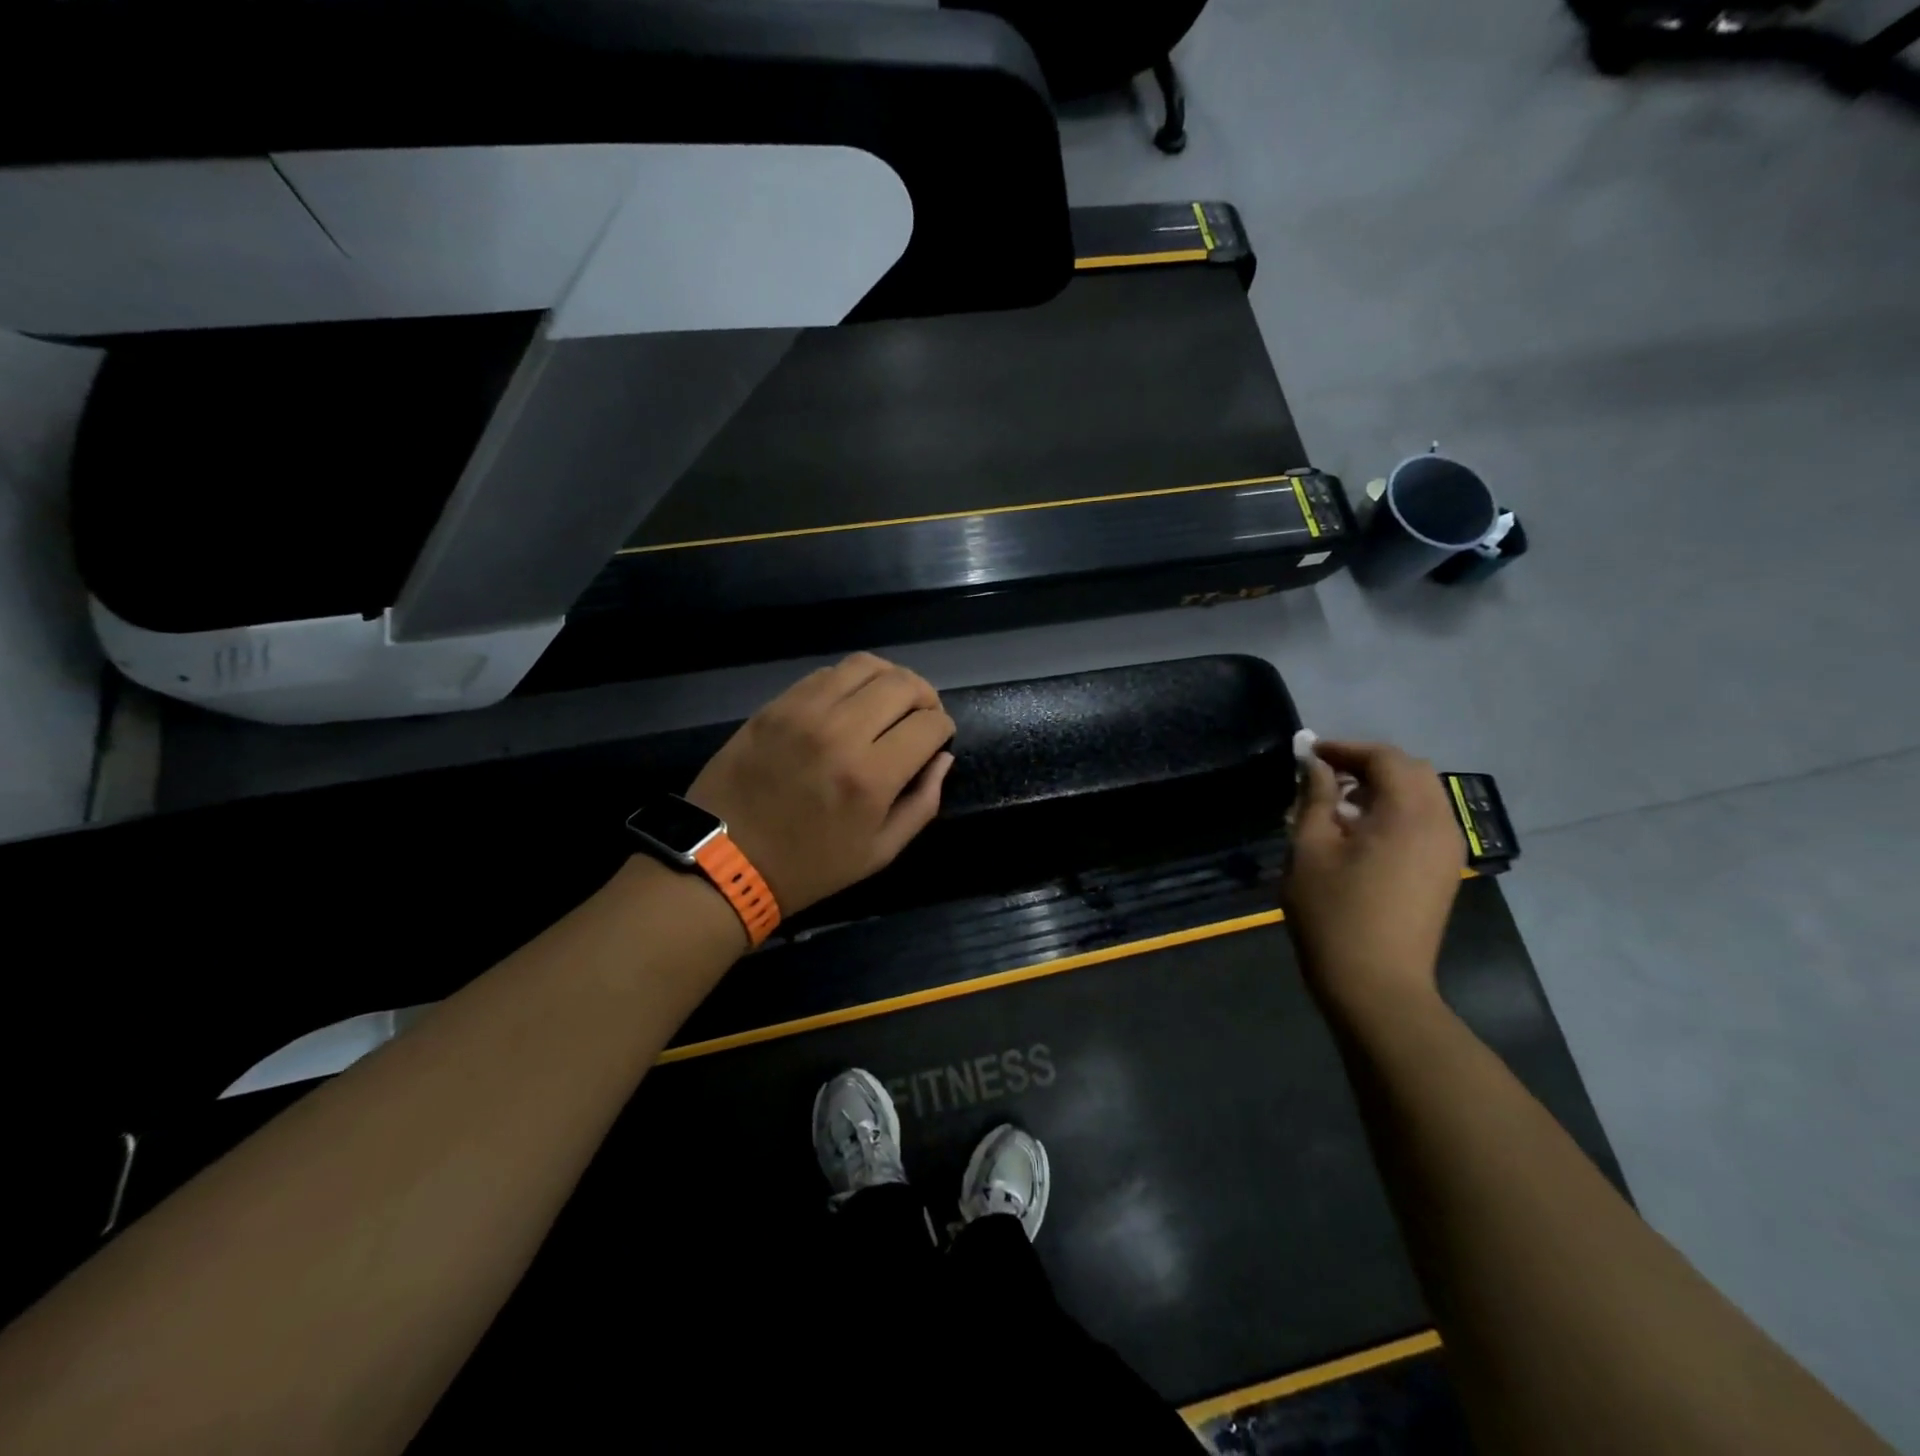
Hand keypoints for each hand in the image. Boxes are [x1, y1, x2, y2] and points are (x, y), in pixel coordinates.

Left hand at [686, 654, 955, 916]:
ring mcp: (803, 712)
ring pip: (866, 665)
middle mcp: (841, 732)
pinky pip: (826, 673)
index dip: (943, 729)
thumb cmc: (809, 866)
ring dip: (890, 680)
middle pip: (903, 684)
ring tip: (889, 701)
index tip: (938, 740)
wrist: (725, 860)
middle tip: (921, 716)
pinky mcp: (776, 705)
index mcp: (870, 777)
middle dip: (925, 696)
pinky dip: (850, 682)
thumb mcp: (880, 852)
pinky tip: (850, 703)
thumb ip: (922, 803)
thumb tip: (942, 758)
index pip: (929, 724)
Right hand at [1282, 740, 1464, 1027]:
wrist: (1376, 985)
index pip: (1384, 758)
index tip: (1309, 753)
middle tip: (1324, 774)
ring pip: (1423, 795)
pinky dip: (1396, 810)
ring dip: (1383, 787)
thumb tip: (1315, 766)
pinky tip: (1362, 831)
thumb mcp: (1310, 850)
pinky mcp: (1445, 872)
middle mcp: (1440, 824)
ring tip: (1339, 802)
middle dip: (1367, 764)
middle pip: (1411, 771)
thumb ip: (1314, 799)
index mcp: (1408, 814)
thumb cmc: (1333, 914)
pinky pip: (1426, 821)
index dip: (1345, 749)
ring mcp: (1448, 850)